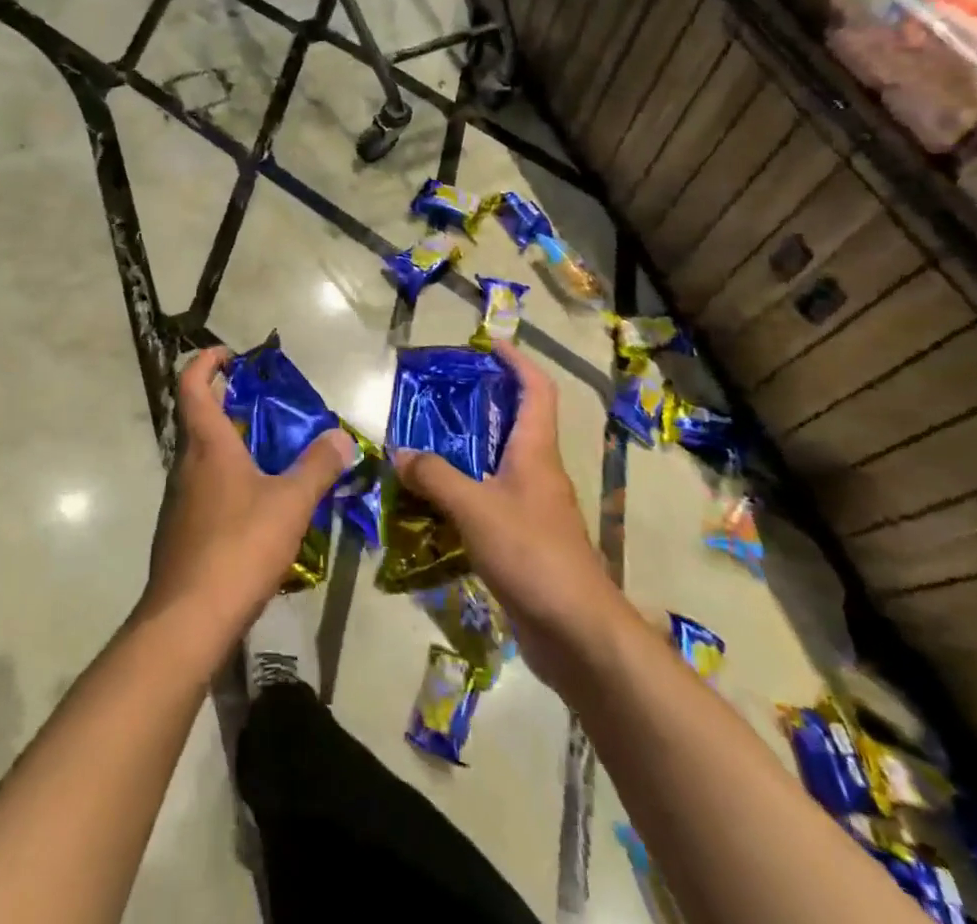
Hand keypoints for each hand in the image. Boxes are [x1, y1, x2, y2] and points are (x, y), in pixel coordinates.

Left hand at [139, 348, 354, 651]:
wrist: (188, 620)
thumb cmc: (239, 547)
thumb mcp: (290, 504)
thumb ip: (318, 467)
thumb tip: (341, 437)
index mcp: (206, 445)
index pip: (192, 385)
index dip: (206, 362)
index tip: (228, 354)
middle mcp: (185, 465)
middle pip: (197, 419)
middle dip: (226, 402)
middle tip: (263, 402)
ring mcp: (178, 501)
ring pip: (201, 457)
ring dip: (228, 444)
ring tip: (268, 453)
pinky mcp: (180, 532)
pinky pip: (203, 490)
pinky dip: (226, 480)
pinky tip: (255, 506)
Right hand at [390, 341, 615, 689]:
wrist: (576, 633)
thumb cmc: (532, 554)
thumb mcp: (476, 508)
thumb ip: (436, 477)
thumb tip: (400, 454)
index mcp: (536, 452)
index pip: (536, 390)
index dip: (518, 362)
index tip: (490, 344)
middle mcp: (538, 472)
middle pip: (515, 422)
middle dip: (483, 402)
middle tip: (441, 394)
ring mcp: (533, 508)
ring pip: (498, 463)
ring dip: (467, 450)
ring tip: (425, 443)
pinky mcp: (523, 540)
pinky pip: (489, 501)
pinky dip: (463, 492)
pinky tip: (433, 504)